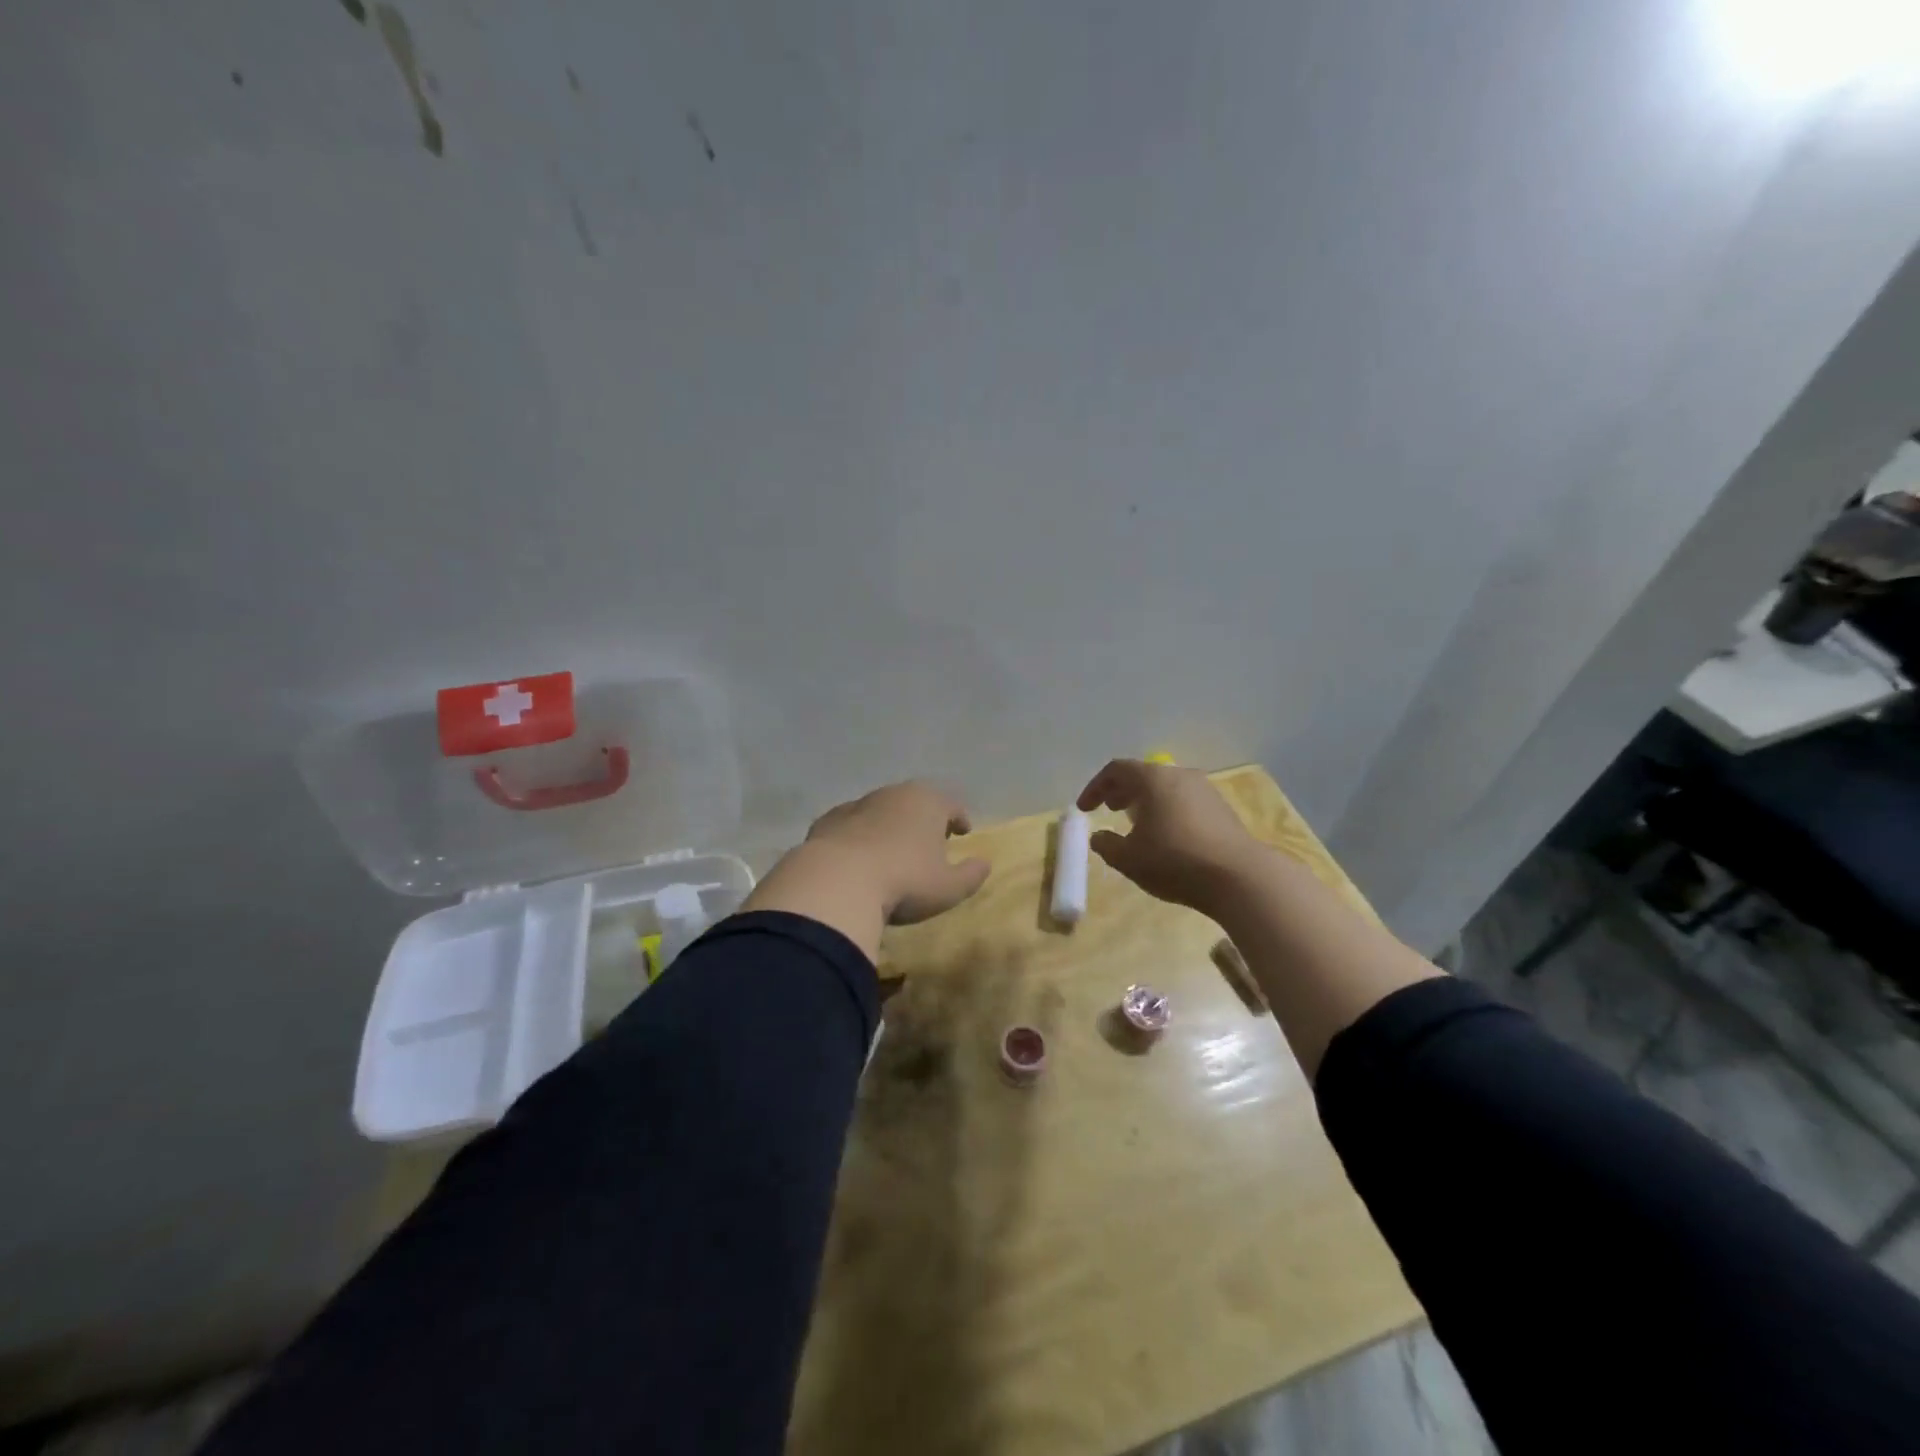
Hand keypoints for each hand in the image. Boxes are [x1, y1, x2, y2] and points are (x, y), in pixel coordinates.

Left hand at [803, 781, 991, 924]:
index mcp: (927, 802)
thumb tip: (984, 863)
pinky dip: (858, 836)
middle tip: (929, 839)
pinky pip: (851, 826)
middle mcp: (893, 794)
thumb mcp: (949, 887)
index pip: (951, 804)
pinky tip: (857, 856)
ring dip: (889, 825)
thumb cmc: (904, 881)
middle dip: (923, 817)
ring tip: (892, 849)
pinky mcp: (827, 821)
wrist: (837, 881)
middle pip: (915, 801)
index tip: (962, 832)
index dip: (959, 818)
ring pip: (881, 810)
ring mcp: (856, 805)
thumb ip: (971, 874)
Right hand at [1076, 759, 1266, 915]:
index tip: (1084, 809)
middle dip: (1121, 791)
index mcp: (1152, 779)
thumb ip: (1107, 845)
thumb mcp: (1128, 859)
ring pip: (1166, 788)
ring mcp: (1205, 790)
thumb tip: (1099, 837)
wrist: (1239, 877)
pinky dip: (1167, 811)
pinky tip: (1166, 836)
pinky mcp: (1222, 809)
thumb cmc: (1174, 861)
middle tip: (1109, 810)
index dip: (1095, 788)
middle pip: (1143, 775)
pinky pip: (1184, 801)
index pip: (1116, 770)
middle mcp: (1179, 775)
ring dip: (1146, 802)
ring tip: (1137, 824)